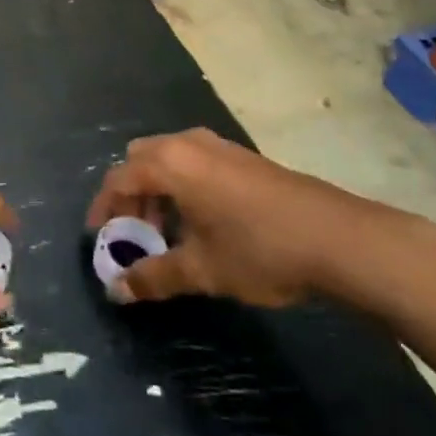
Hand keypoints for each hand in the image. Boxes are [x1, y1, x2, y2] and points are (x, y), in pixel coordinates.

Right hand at [85, 128, 435, 307]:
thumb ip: (154, 277)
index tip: (99, 239)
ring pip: (168, 160)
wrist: (336, 237)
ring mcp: (217, 145)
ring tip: (166, 235)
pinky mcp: (240, 156)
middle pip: (140, 160)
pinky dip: (182, 186)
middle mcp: (188, 143)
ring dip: (157, 191)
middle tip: (134, 236)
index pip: (119, 178)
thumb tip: (116, 291)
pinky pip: (193, 162)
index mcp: (170, 163)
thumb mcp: (202, 270)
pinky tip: (200, 223)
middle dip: (130, 196)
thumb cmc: (259, 250)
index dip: (104, 209)